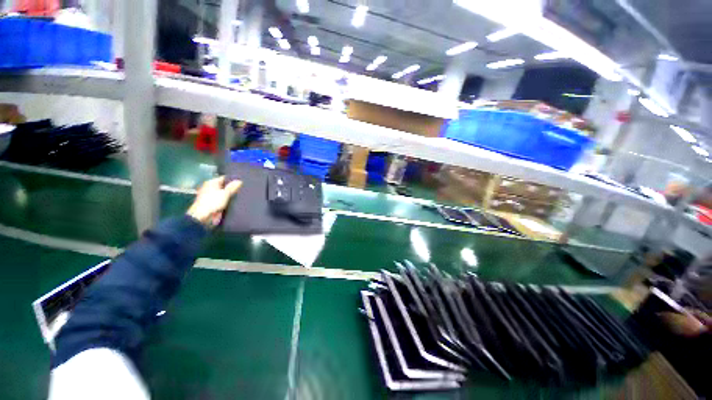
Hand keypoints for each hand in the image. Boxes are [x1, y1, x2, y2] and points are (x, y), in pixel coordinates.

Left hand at [187, 176, 241, 227]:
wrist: (203, 217)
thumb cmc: (212, 202)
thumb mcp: (225, 193)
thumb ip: (232, 187)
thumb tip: (239, 181)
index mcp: (211, 183)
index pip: (224, 178)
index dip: (233, 180)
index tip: (243, 181)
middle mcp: (211, 188)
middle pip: (224, 186)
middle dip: (233, 188)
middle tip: (244, 188)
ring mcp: (212, 197)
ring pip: (225, 194)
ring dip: (231, 195)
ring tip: (243, 195)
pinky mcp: (215, 204)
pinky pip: (224, 200)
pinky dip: (229, 201)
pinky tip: (237, 201)